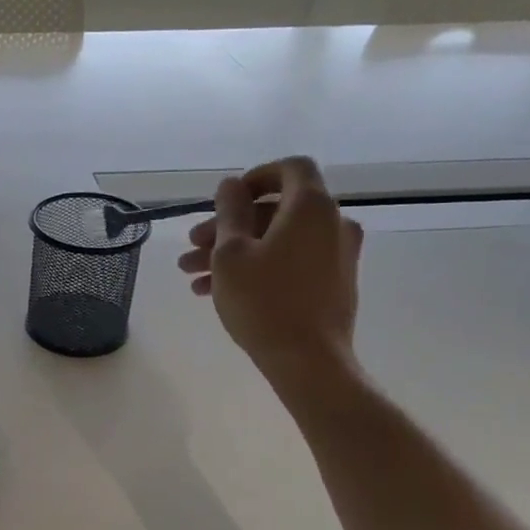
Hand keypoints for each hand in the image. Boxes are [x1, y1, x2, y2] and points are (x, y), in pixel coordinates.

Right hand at [178, 156, 364, 396]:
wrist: (308, 361)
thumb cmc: (263, 301)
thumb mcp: (231, 254)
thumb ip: (229, 212)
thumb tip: (231, 185)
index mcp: (310, 207)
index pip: (291, 168)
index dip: (255, 177)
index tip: (225, 200)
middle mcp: (332, 223)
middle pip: (276, 210)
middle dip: (229, 226)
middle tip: (192, 248)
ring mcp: (337, 255)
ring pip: (279, 240)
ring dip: (236, 252)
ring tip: (195, 277)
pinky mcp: (335, 283)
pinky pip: (292, 261)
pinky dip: (260, 267)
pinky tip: (221, 292)